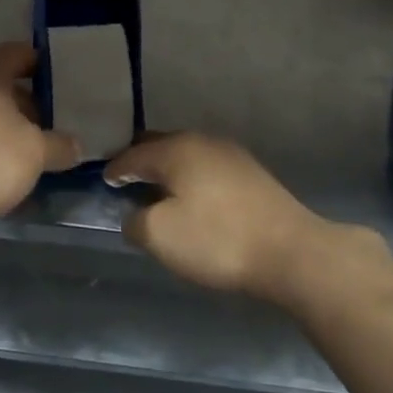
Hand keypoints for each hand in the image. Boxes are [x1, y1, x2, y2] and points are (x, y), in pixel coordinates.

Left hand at [0, 42, 82, 223]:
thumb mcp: (36, 152)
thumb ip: (60, 144)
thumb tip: (75, 146)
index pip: (22, 53)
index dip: (47, 67)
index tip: (70, 83)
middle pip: (4, 82)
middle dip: (31, 101)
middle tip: (58, 118)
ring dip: (11, 123)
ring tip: (38, 145)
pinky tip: (8, 163)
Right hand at [103, 132, 345, 302]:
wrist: (289, 251)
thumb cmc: (218, 239)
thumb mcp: (162, 236)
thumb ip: (136, 222)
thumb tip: (134, 215)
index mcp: (176, 149)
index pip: (133, 154)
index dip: (115, 168)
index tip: (103, 180)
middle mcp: (202, 141)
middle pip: (161, 146)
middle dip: (141, 161)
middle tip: (125, 179)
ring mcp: (230, 154)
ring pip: (187, 155)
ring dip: (168, 169)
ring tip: (157, 189)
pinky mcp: (250, 173)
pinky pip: (207, 167)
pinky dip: (191, 177)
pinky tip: (193, 197)